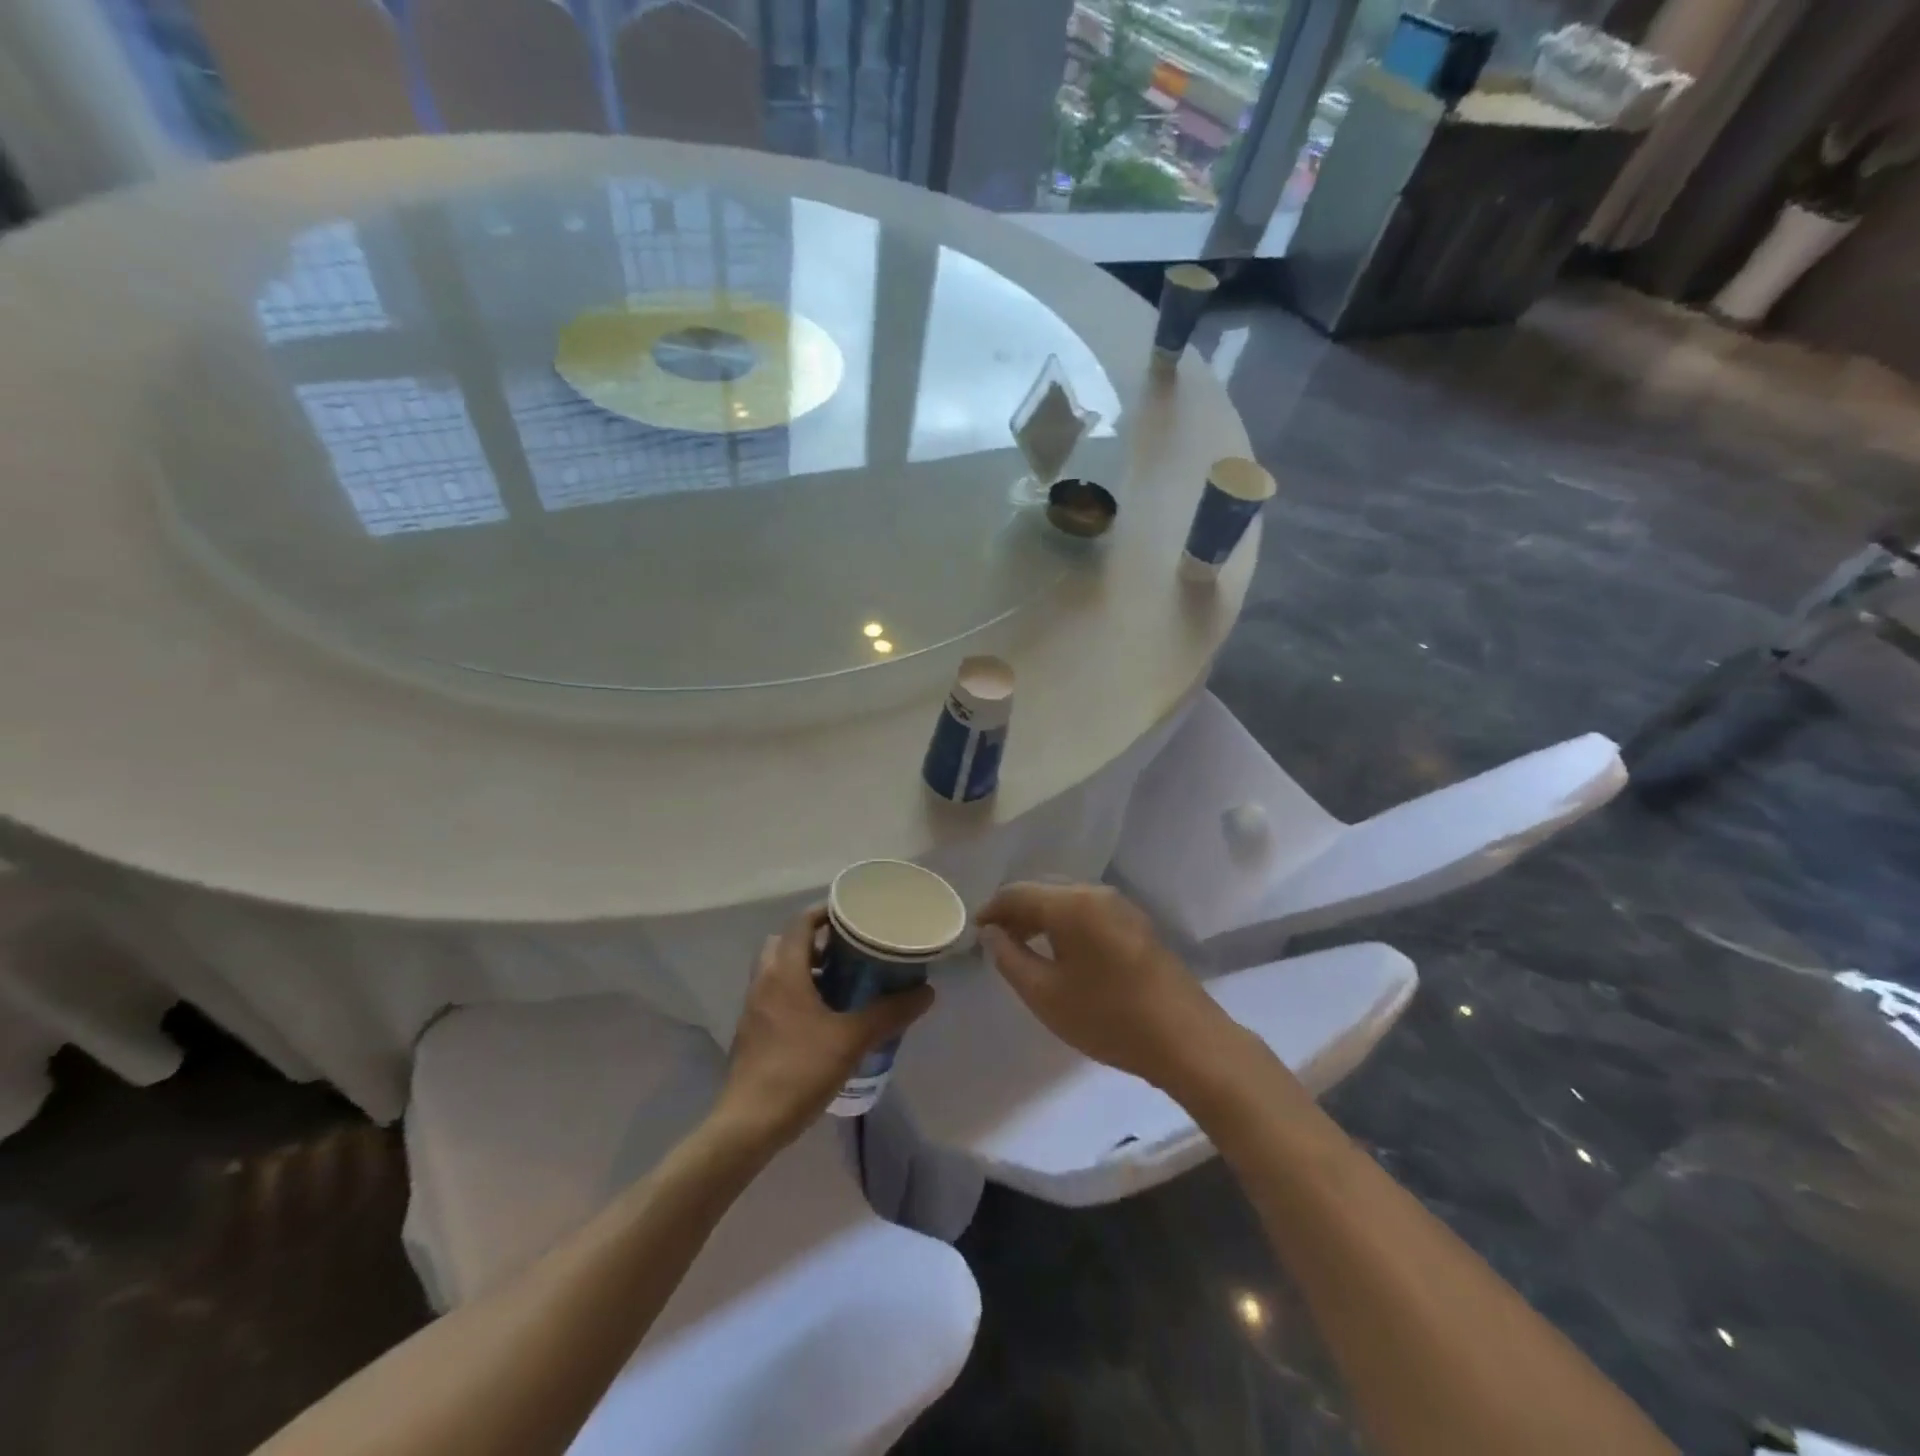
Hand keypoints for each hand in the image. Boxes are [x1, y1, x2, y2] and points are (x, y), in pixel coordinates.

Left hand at [714, 905, 934, 1149]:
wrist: (749, 1125)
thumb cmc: (799, 1070)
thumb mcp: (852, 1040)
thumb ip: (889, 1013)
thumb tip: (926, 992)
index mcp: (784, 972)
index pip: (801, 923)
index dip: (826, 912)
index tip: (854, 915)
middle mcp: (764, 981)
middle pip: (786, 942)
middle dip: (817, 940)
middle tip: (850, 948)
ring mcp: (755, 1007)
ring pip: (780, 969)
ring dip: (807, 966)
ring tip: (844, 980)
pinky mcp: (753, 1031)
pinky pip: (776, 994)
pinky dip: (798, 991)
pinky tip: (825, 1015)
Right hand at [977, 882, 1237, 1090]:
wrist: (1187, 1039)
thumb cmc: (1108, 1017)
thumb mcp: (1045, 995)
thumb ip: (1010, 959)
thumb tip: (992, 934)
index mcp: (1070, 903)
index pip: (1017, 893)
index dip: (991, 909)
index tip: (974, 932)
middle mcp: (1095, 892)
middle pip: (1043, 890)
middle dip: (1016, 912)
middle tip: (995, 942)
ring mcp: (1121, 906)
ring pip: (1067, 900)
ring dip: (1041, 917)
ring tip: (1024, 948)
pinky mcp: (1137, 924)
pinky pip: (1088, 912)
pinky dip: (1066, 924)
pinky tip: (1061, 953)